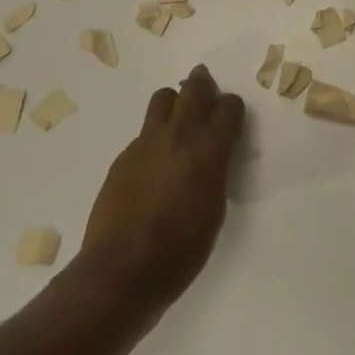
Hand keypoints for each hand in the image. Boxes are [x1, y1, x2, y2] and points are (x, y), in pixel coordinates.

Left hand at [78, 65, 245, 313]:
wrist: (122, 269)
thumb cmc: (180, 251)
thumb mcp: (214, 211)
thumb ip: (216, 172)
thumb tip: (213, 155)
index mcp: (209, 152)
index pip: (229, 106)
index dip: (232, 109)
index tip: (232, 119)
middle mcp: (178, 136)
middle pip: (195, 88)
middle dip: (205, 85)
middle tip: (208, 93)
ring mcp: (146, 143)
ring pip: (164, 98)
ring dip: (176, 102)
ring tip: (179, 122)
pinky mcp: (123, 155)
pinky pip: (144, 130)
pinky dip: (155, 135)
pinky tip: (155, 163)